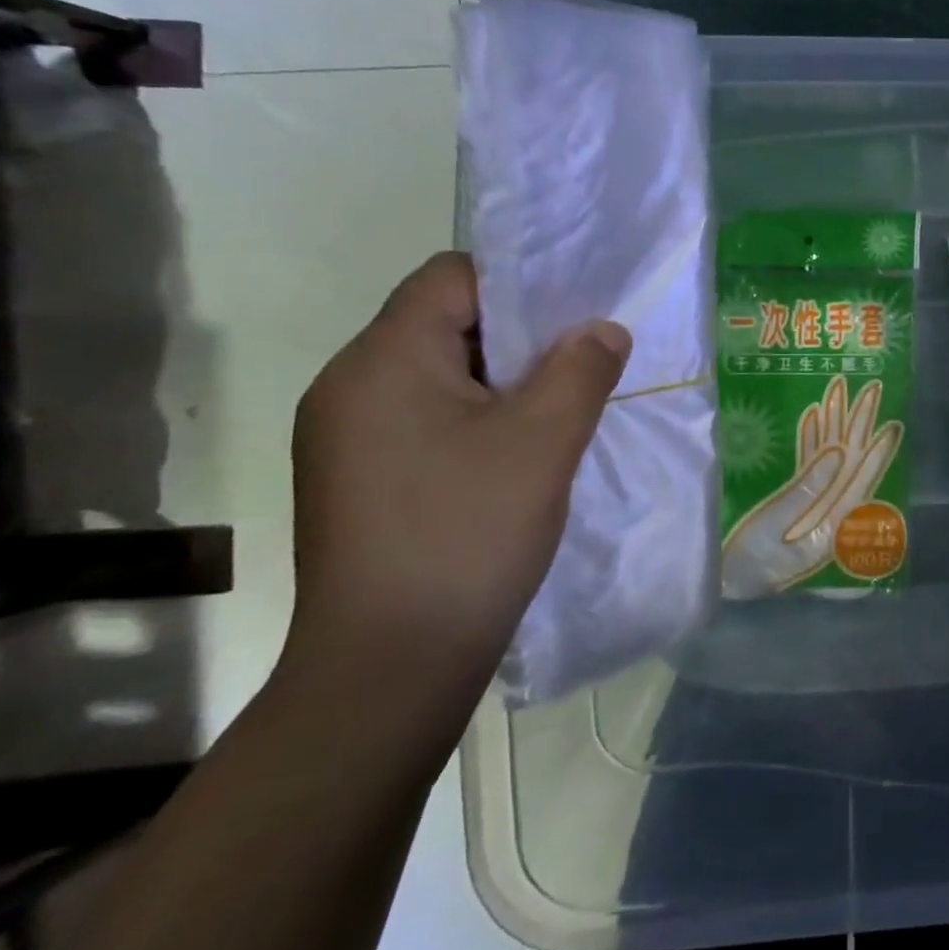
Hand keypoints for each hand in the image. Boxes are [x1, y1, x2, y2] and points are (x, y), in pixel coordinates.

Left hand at [284, 252, 629, 710]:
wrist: (388, 672)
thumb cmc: (467, 535)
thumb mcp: (544, 441)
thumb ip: (581, 368)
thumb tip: (602, 329)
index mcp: (382, 361)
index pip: (451, 277)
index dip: (520, 284)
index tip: (574, 315)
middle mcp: (348, 387)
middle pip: (444, 323)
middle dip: (519, 337)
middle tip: (580, 362)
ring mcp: (346, 438)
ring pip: (439, 376)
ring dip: (501, 383)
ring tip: (558, 411)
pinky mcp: (358, 479)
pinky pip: (425, 419)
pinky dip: (476, 420)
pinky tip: (516, 456)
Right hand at [721, 375, 901, 597]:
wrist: (717, 582)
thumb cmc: (744, 563)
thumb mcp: (774, 530)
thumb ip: (806, 491)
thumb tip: (838, 453)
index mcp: (830, 526)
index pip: (860, 483)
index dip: (877, 454)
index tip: (892, 426)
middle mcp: (826, 513)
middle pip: (848, 464)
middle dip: (858, 426)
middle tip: (872, 390)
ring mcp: (808, 505)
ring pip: (827, 459)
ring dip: (834, 425)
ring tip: (840, 391)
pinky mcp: (788, 499)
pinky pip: (805, 465)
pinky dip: (809, 440)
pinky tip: (813, 415)